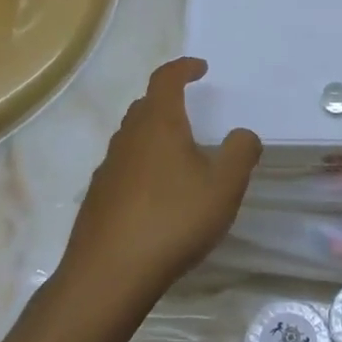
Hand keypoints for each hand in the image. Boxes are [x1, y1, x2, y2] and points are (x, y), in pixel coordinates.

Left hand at [59, 58, 260, 303]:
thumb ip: (241, 152)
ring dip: (154, 134)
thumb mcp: (224, 187)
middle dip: (168, 101)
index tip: (200, 68)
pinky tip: (157, 194)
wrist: (109, 274)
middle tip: (191, 110)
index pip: (166, 79)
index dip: (183, 68)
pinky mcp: (98, 197)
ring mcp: (108, 168)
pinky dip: (142, 165)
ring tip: (179, 154)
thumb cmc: (173, 221)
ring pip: (132, 137)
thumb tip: (243, 134)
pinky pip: (124, 166)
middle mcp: (128, 138)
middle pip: (146, 106)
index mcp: (159, 125)